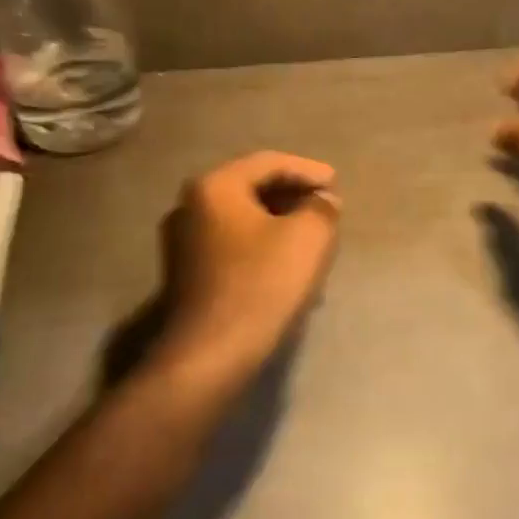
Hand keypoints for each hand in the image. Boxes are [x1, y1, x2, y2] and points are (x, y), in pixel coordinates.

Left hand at [150, 151, 341, 391]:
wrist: (212, 355)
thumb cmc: (262, 284)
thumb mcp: (310, 236)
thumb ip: (322, 206)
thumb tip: (321, 200)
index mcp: (215, 186)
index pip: (270, 163)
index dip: (308, 171)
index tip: (336, 186)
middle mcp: (190, 205)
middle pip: (253, 189)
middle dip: (294, 198)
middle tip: (326, 209)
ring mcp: (182, 241)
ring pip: (244, 219)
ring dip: (281, 225)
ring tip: (314, 240)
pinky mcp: (185, 273)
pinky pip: (232, 245)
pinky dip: (262, 246)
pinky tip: (287, 266)